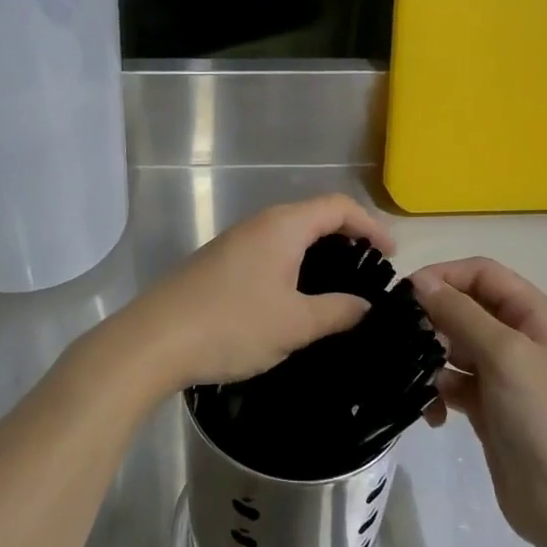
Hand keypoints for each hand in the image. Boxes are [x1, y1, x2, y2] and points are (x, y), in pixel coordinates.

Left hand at [85, 195, 393, 398]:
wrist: (155, 340)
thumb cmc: (232, 325)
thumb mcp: (295, 323)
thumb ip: (337, 311)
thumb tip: (365, 305)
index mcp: (283, 226)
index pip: (338, 206)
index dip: (370, 226)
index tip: (391, 257)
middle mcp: (260, 224)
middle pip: (314, 217)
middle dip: (348, 239)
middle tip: (370, 274)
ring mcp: (236, 242)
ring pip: (290, 237)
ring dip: (319, 256)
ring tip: (340, 291)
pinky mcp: (220, 264)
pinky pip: (270, 253)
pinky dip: (295, 267)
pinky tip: (297, 301)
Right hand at [412, 258, 546, 546]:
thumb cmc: (543, 418)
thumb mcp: (505, 355)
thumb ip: (460, 313)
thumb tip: (419, 281)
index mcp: (535, 314)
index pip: (482, 273)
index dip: (444, 276)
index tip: (406, 295)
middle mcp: (520, 336)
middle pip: (464, 307)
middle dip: (433, 320)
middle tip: (404, 339)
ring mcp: (503, 373)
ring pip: (453, 345)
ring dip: (431, 358)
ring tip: (417, 379)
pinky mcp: (487, 405)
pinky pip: (452, 382)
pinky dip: (438, 392)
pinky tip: (434, 415)